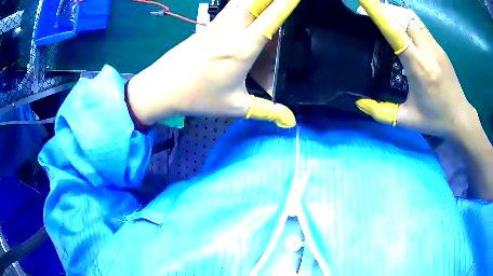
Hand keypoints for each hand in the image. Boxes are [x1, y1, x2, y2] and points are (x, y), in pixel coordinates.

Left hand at [127, 0, 299, 127]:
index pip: (270, 19)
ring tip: (266, 2)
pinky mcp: (206, 27)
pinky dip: (241, 3)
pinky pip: (228, 8)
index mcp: (242, 48)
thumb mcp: (235, 106)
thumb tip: (290, 121)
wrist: (160, 88)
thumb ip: (266, 111)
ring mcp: (215, 25)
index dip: (285, 4)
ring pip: (240, 2)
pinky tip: (246, 6)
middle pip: (253, 1)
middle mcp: (230, 30)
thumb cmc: (197, 98)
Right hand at [355, 2, 477, 139]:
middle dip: (385, 10)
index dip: (379, 14)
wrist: (461, 118)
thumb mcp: (408, 120)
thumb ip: (382, 113)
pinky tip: (401, 28)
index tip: (364, 2)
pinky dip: (406, 19)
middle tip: (369, 12)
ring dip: (396, 12)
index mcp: (419, 68)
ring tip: (384, 17)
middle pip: (403, 17)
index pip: (396, 32)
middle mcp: (428, 51)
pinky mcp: (439, 47)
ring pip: (412, 17)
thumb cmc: (435, 119)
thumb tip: (360, 103)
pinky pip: (419, 24)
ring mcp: (436, 46)